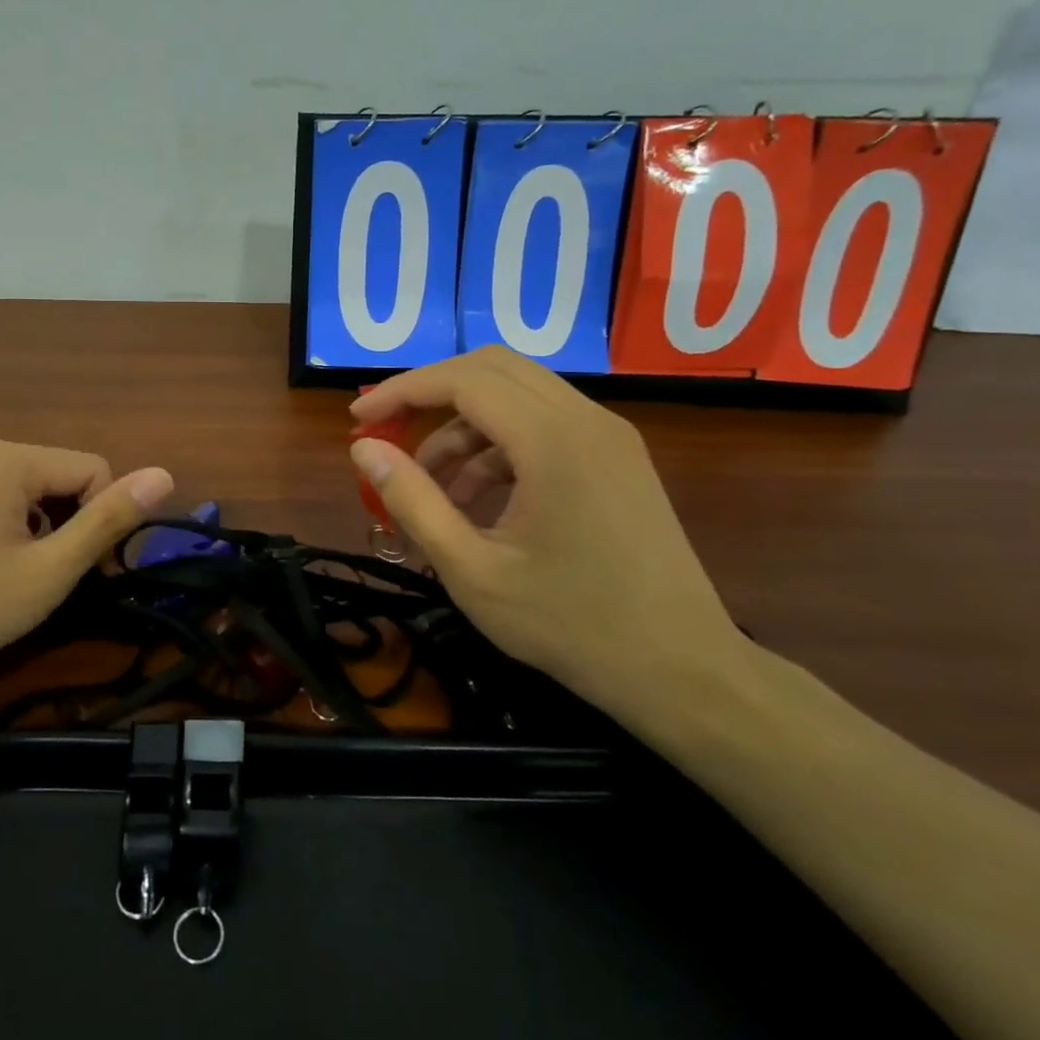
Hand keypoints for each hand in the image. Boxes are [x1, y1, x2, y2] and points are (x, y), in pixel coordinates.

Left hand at [0, 441, 174, 700]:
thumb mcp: (49, 571)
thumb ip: (109, 521)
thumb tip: (165, 474)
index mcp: (8, 458)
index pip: (94, 470)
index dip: (102, 522)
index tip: (86, 575)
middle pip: (60, 478)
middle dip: (70, 525)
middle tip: (50, 582)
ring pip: (28, 493)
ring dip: (40, 532)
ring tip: (16, 582)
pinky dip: (8, 532)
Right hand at [349, 347, 747, 725]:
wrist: (681, 670)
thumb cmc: (569, 625)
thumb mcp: (471, 570)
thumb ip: (412, 501)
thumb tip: (364, 451)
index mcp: (553, 440)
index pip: (463, 380)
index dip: (402, 391)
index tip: (358, 419)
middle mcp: (587, 419)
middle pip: (492, 369)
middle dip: (430, 395)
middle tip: (386, 434)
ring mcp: (609, 437)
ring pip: (518, 396)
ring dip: (463, 428)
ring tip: (428, 488)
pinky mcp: (617, 458)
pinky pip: (545, 426)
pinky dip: (498, 447)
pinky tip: (475, 501)